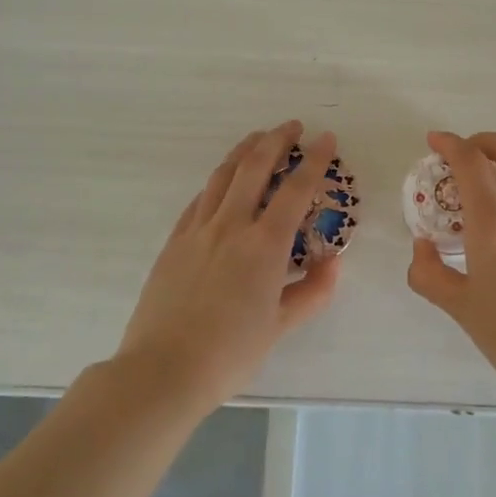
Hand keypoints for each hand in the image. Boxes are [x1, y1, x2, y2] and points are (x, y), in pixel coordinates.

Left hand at [118, 121, 340, 411]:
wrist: (163, 370)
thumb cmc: (230, 353)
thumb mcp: (281, 327)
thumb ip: (312, 292)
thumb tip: (333, 263)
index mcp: (264, 245)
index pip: (295, 190)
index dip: (314, 161)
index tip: (326, 139)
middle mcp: (230, 226)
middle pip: (254, 168)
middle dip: (276, 140)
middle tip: (292, 126)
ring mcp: (197, 230)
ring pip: (222, 176)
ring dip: (243, 151)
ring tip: (257, 138)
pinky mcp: (174, 242)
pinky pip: (198, 200)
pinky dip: (217, 182)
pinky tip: (221, 182)